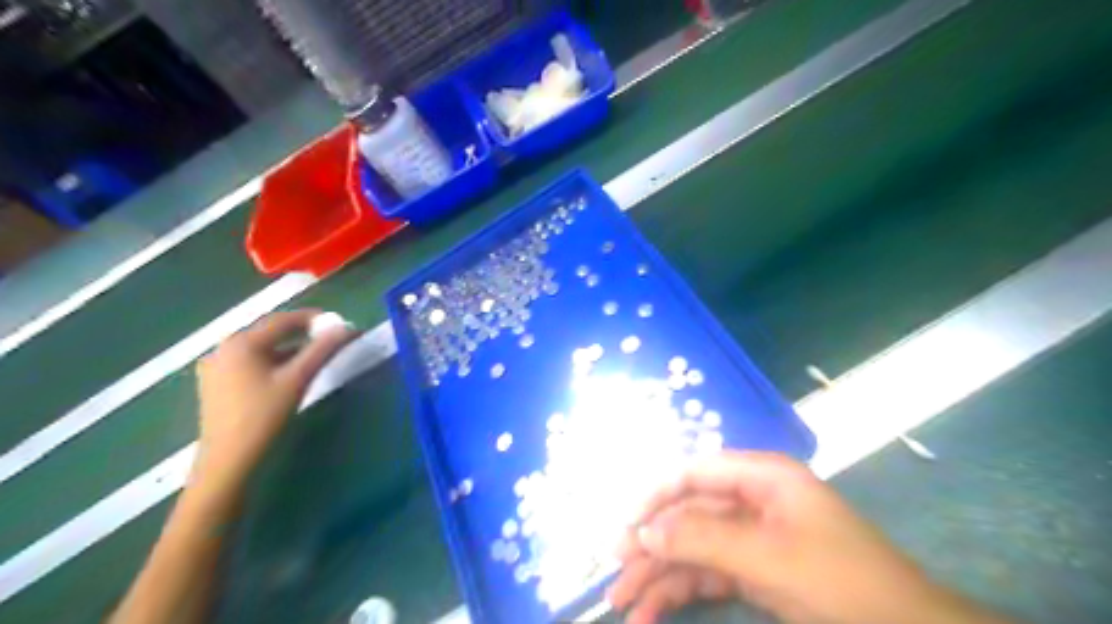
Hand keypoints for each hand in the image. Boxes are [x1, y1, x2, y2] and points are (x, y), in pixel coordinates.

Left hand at [191, 312, 355, 495]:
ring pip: (262, 348)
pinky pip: (251, 362)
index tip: (339, 324)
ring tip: (314, 357)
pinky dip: (273, 361)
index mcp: (241, 342)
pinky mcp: (216, 383)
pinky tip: (287, 374)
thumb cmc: (264, 416)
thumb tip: (346, 327)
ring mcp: (216, 366)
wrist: (228, 461)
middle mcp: (224, 347)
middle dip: (302, 333)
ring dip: (289, 348)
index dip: (314, 318)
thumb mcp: (298, 379)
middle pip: (271, 332)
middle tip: (330, 339)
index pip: (283, 319)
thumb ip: (322, 349)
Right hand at [607, 452, 979, 622]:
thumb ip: (703, 538)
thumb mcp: (768, 558)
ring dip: (659, 576)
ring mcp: (752, 537)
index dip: (655, 497)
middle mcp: (751, 500)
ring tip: (625, 606)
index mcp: (761, 478)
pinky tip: (653, 614)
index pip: (694, 473)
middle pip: (688, 516)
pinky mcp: (755, 570)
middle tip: (616, 578)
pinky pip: (708, 575)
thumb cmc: (842, 583)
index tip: (626, 527)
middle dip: (651, 548)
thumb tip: (643, 532)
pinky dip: (680, 593)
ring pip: (693, 549)